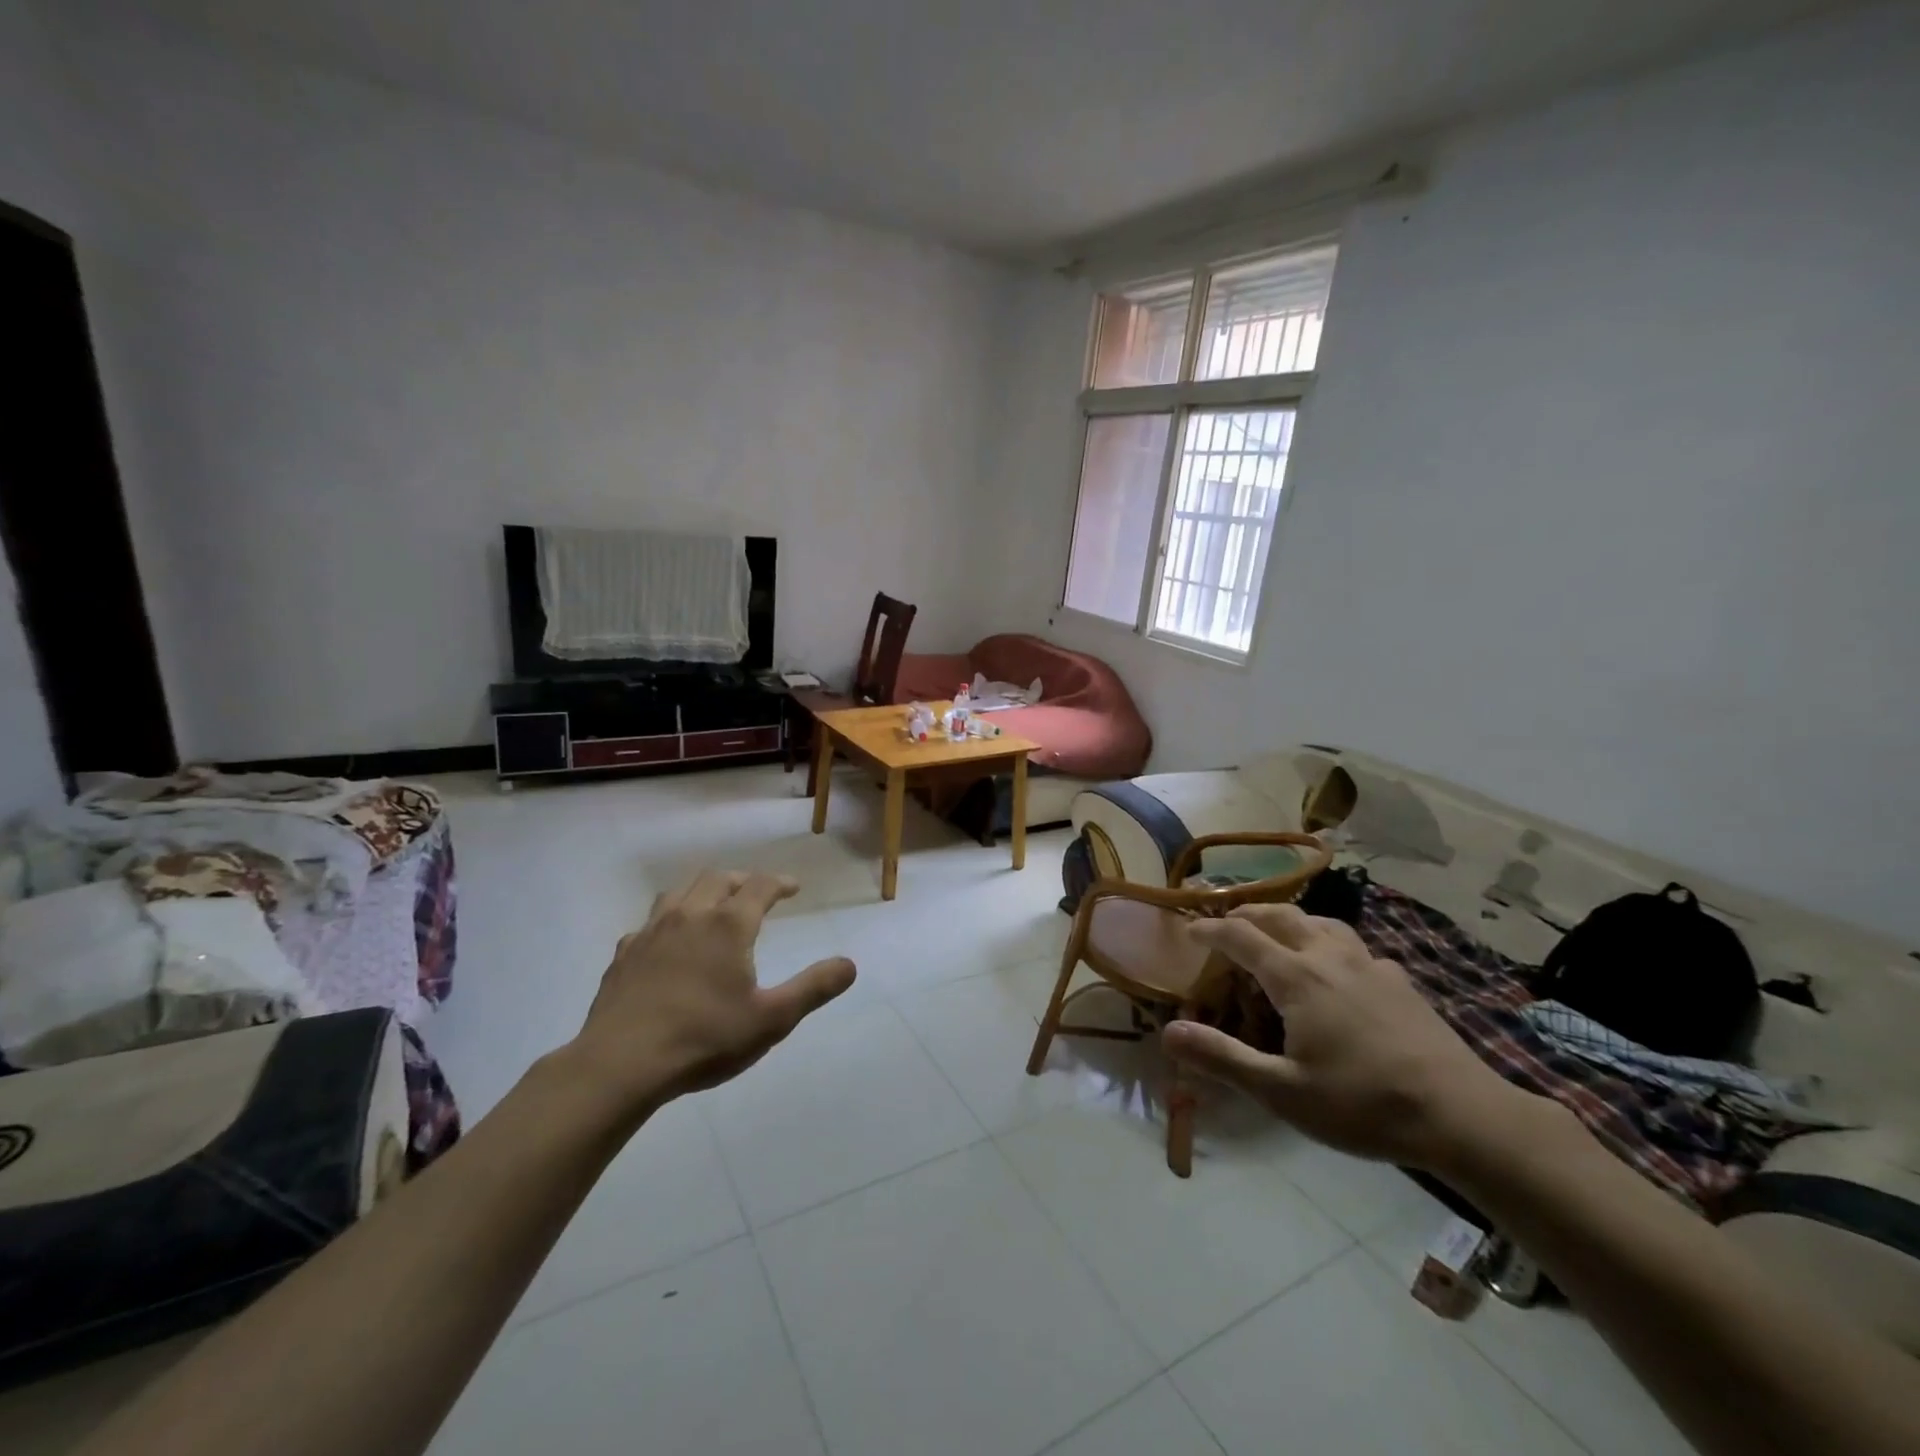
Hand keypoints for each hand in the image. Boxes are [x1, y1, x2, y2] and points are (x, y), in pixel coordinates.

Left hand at [561, 869, 854, 1124]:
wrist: (621, 1065)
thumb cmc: (704, 1039)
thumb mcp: (772, 1019)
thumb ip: (813, 988)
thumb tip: (850, 964)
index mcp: (728, 925)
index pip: (759, 885)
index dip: (779, 882)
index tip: (793, 887)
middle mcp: (689, 916)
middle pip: (717, 879)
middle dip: (741, 879)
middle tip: (756, 891)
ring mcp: (651, 932)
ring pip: (679, 892)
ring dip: (702, 890)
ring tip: (713, 903)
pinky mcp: (623, 955)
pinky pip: (649, 923)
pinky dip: (668, 920)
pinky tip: (667, 941)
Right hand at [1163, 903, 1523, 1169]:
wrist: (1463, 1116)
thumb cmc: (1362, 1103)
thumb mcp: (1281, 1091)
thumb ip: (1222, 1058)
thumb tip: (1168, 1031)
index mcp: (1296, 977)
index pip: (1241, 935)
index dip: (1210, 928)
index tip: (1188, 929)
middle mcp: (1329, 957)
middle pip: (1280, 915)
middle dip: (1247, 912)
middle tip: (1226, 921)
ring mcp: (1369, 965)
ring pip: (1320, 922)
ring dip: (1289, 919)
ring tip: (1277, 932)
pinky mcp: (1399, 981)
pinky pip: (1353, 945)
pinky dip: (1328, 942)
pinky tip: (1338, 969)